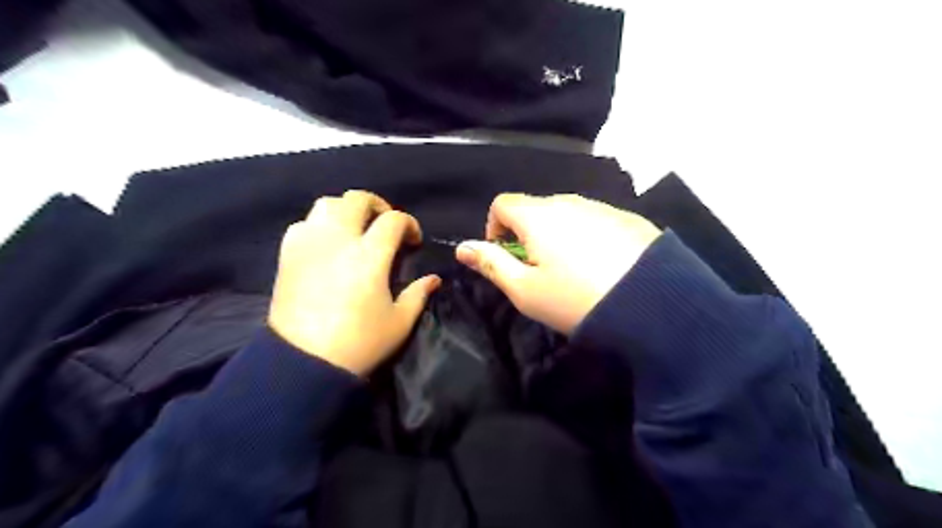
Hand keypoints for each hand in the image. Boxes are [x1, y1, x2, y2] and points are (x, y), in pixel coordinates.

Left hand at [268, 189, 438, 375]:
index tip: (413, 241)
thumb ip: (419, 294)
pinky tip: (327, 244)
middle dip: (378, 206)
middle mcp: (338, 240)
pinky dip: (319, 225)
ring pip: (327, 204)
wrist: (303, 363)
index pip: (393, 220)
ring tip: (355, 229)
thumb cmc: (359, 343)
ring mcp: (309, 244)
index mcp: (369, 255)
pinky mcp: (287, 255)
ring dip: (347, 210)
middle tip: (386, 225)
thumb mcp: (400, 322)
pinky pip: (303, 224)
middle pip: (357, 199)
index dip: (409, 224)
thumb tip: (434, 279)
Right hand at [453, 193, 655, 334]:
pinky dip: (586, 237)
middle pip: (535, 208)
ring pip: (566, 214)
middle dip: (526, 234)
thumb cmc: (576, 300)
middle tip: (538, 271)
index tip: (504, 256)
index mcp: (539, 215)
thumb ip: (491, 264)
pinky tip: (602, 266)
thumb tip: (462, 247)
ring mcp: (603, 207)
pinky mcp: (629, 218)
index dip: (494, 228)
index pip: (502, 204)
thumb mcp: (525, 290)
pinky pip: (595, 221)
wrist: (655, 305)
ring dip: (557, 235)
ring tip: (572, 271)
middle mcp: (570, 201)